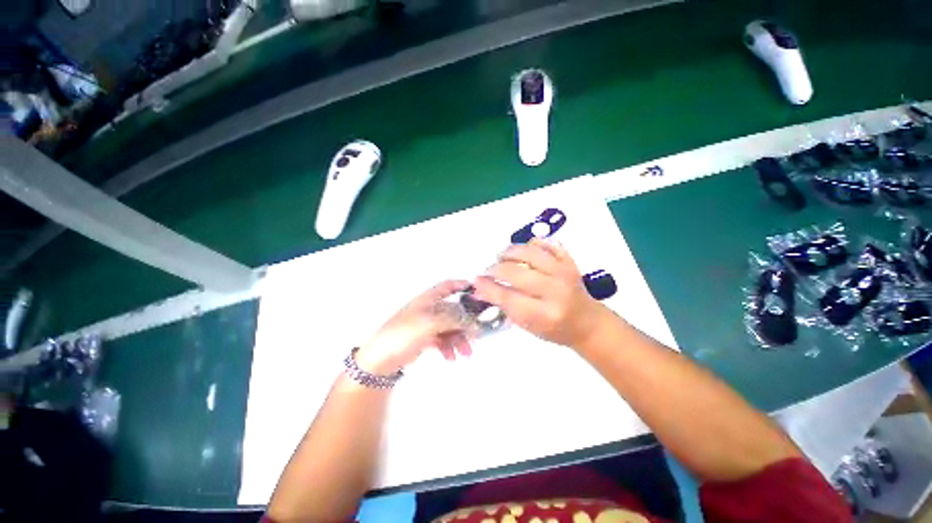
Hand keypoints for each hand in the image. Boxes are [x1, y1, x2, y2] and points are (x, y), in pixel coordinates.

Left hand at [355, 280, 476, 373]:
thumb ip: (454, 319)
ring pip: (450, 327)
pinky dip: (449, 347)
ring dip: (460, 339)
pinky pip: (443, 339)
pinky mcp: (425, 339)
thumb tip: (473, 321)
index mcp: (428, 299)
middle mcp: (429, 309)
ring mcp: (427, 324)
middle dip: (466, 323)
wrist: (380, 359)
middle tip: (477, 335)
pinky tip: (451, 357)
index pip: (448, 286)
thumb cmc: (404, 333)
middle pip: (454, 311)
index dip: (462, 285)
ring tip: (465, 353)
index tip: (477, 293)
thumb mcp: (431, 322)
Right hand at [472, 239, 608, 348]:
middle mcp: (555, 291)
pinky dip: (532, 244)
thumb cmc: (555, 330)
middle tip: (488, 270)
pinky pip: (548, 244)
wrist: (587, 322)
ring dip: (510, 252)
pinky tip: (523, 251)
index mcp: (544, 315)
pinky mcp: (570, 261)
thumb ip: (504, 306)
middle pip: (516, 272)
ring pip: (530, 252)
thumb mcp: (528, 326)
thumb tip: (480, 289)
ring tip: (501, 257)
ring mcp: (564, 272)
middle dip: (495, 269)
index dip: (488, 287)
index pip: (508, 297)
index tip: (476, 281)